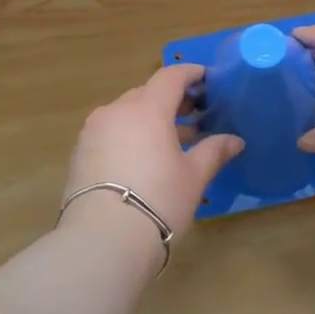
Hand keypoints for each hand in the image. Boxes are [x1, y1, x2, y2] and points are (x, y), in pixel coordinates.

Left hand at [62, 63, 243, 244]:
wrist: (102, 240)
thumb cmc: (158, 200)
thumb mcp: (193, 176)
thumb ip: (214, 151)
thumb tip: (235, 140)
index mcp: (147, 109)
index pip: (170, 77)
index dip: (190, 74)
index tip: (207, 78)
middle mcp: (116, 111)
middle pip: (146, 94)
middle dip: (171, 100)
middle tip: (194, 114)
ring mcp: (93, 131)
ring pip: (126, 113)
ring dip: (149, 119)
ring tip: (172, 141)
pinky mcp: (79, 153)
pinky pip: (110, 132)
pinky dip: (129, 135)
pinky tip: (143, 158)